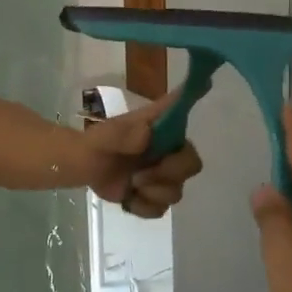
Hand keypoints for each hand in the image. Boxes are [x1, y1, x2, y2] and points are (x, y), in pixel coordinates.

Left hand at [81, 95, 202, 218]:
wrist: (84, 168)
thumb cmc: (98, 143)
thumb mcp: (104, 136)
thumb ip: (123, 133)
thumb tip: (147, 133)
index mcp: (159, 127)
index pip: (180, 110)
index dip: (195, 96)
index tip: (207, 81)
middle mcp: (168, 149)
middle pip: (191, 164)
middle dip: (169, 174)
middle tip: (141, 176)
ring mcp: (163, 174)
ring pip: (176, 191)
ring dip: (152, 192)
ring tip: (131, 185)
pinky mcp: (154, 196)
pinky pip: (161, 209)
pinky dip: (143, 207)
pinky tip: (128, 199)